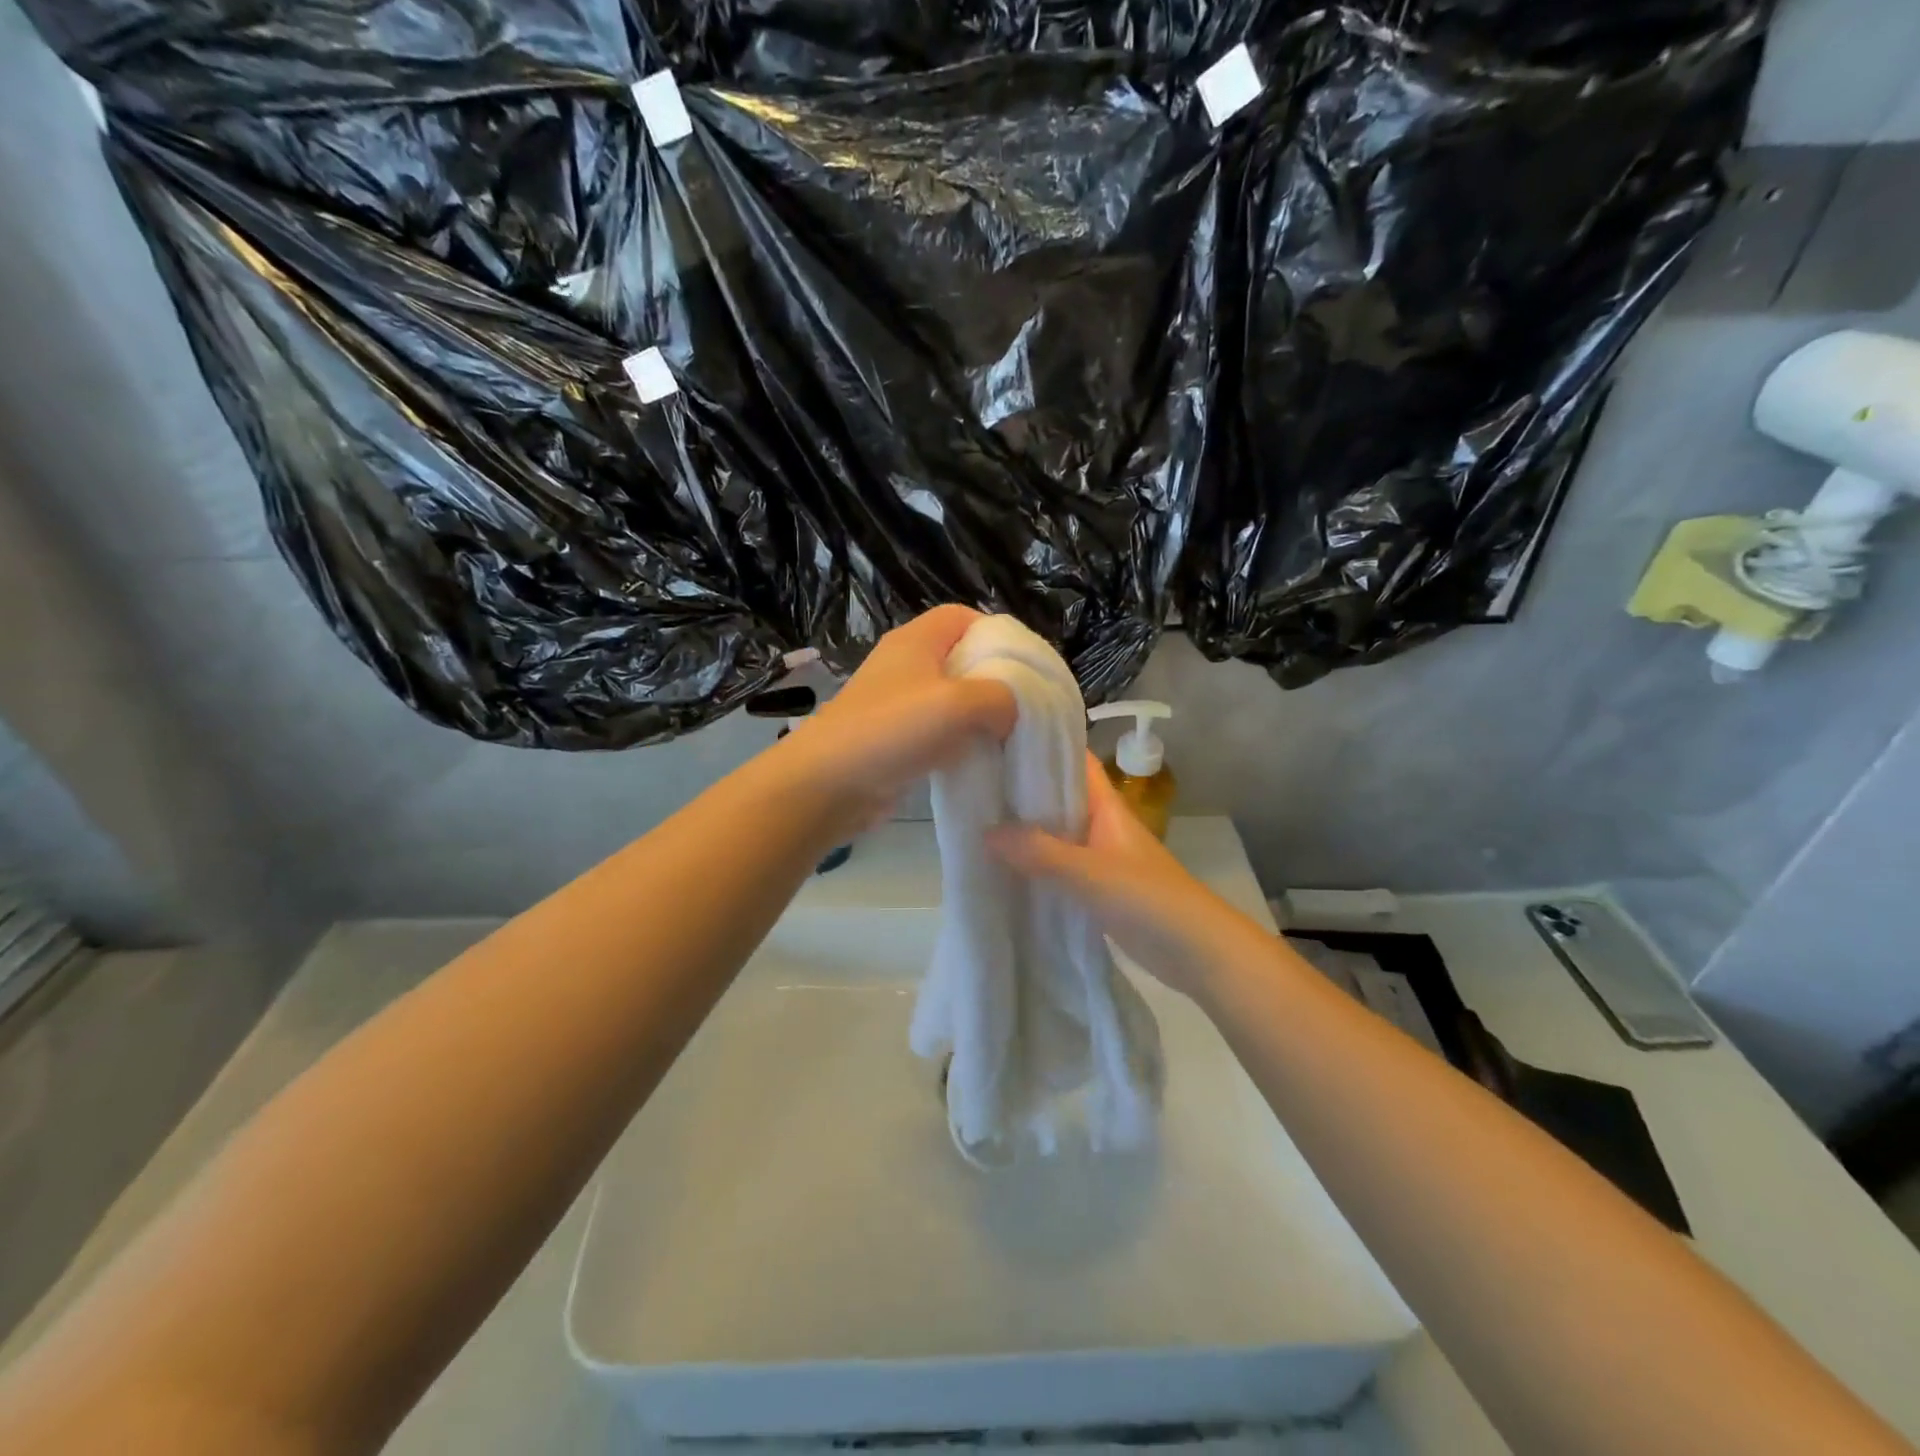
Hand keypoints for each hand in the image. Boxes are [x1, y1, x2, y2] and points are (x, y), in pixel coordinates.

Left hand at [779, 606, 1018, 831]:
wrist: (828, 784)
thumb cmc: (893, 730)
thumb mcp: (959, 703)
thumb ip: (1001, 697)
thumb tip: (1013, 710)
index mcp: (916, 640)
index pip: (963, 616)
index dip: (997, 633)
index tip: (1025, 665)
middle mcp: (905, 665)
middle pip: (960, 658)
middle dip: (994, 679)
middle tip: (1025, 704)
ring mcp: (897, 704)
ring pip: (950, 699)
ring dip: (978, 715)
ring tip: (1009, 734)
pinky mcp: (894, 739)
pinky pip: (937, 731)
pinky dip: (959, 741)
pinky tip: (978, 759)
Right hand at [988, 753, 1270, 1001]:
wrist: (1196, 952)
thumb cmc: (1148, 899)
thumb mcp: (1089, 872)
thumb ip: (1039, 852)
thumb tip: (984, 832)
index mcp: (1106, 806)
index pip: (1073, 761)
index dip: (1041, 745)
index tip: (998, 736)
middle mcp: (1101, 824)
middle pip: (1058, 797)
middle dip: (1021, 789)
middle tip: (973, 780)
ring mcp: (1100, 857)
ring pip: (1056, 833)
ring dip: (1024, 829)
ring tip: (976, 820)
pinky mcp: (1097, 888)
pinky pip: (1058, 866)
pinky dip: (1034, 864)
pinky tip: (1003, 868)